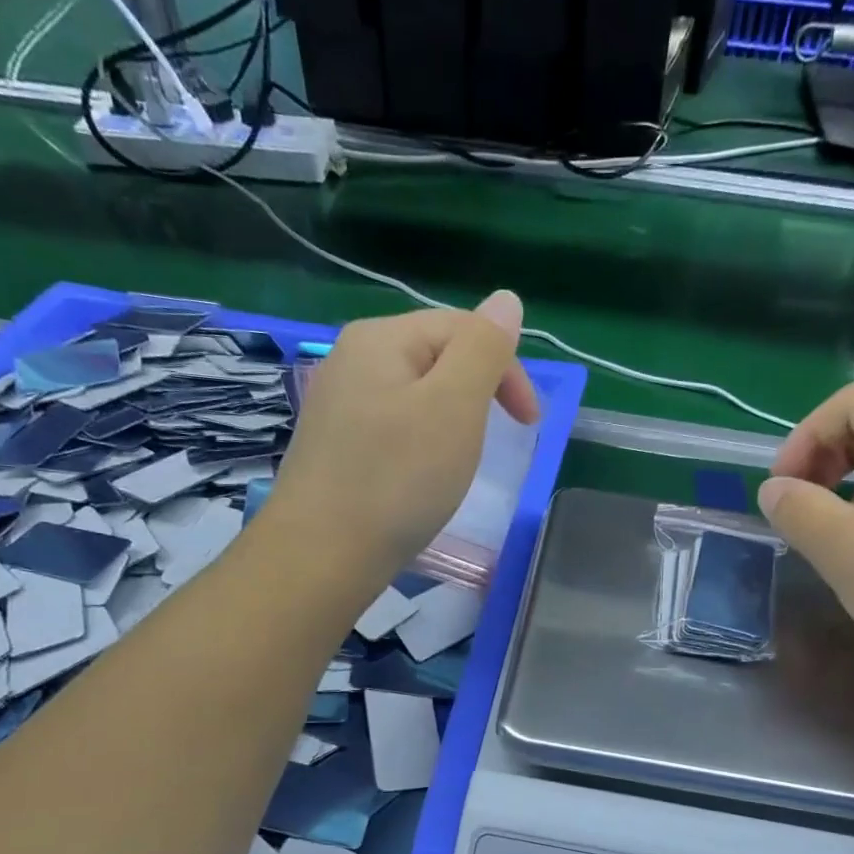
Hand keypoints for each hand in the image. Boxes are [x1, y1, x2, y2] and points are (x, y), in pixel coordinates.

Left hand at [267, 292, 538, 584]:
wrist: (322, 555)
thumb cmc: (398, 479)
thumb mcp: (454, 406)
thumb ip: (484, 347)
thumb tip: (506, 299)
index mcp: (382, 337)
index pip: (463, 328)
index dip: (507, 370)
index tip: (530, 425)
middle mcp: (352, 358)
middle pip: (437, 357)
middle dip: (478, 393)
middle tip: (496, 442)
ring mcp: (338, 403)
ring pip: (416, 395)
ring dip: (451, 420)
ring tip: (459, 462)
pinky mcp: (334, 444)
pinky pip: (393, 426)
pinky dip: (421, 444)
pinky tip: (420, 476)